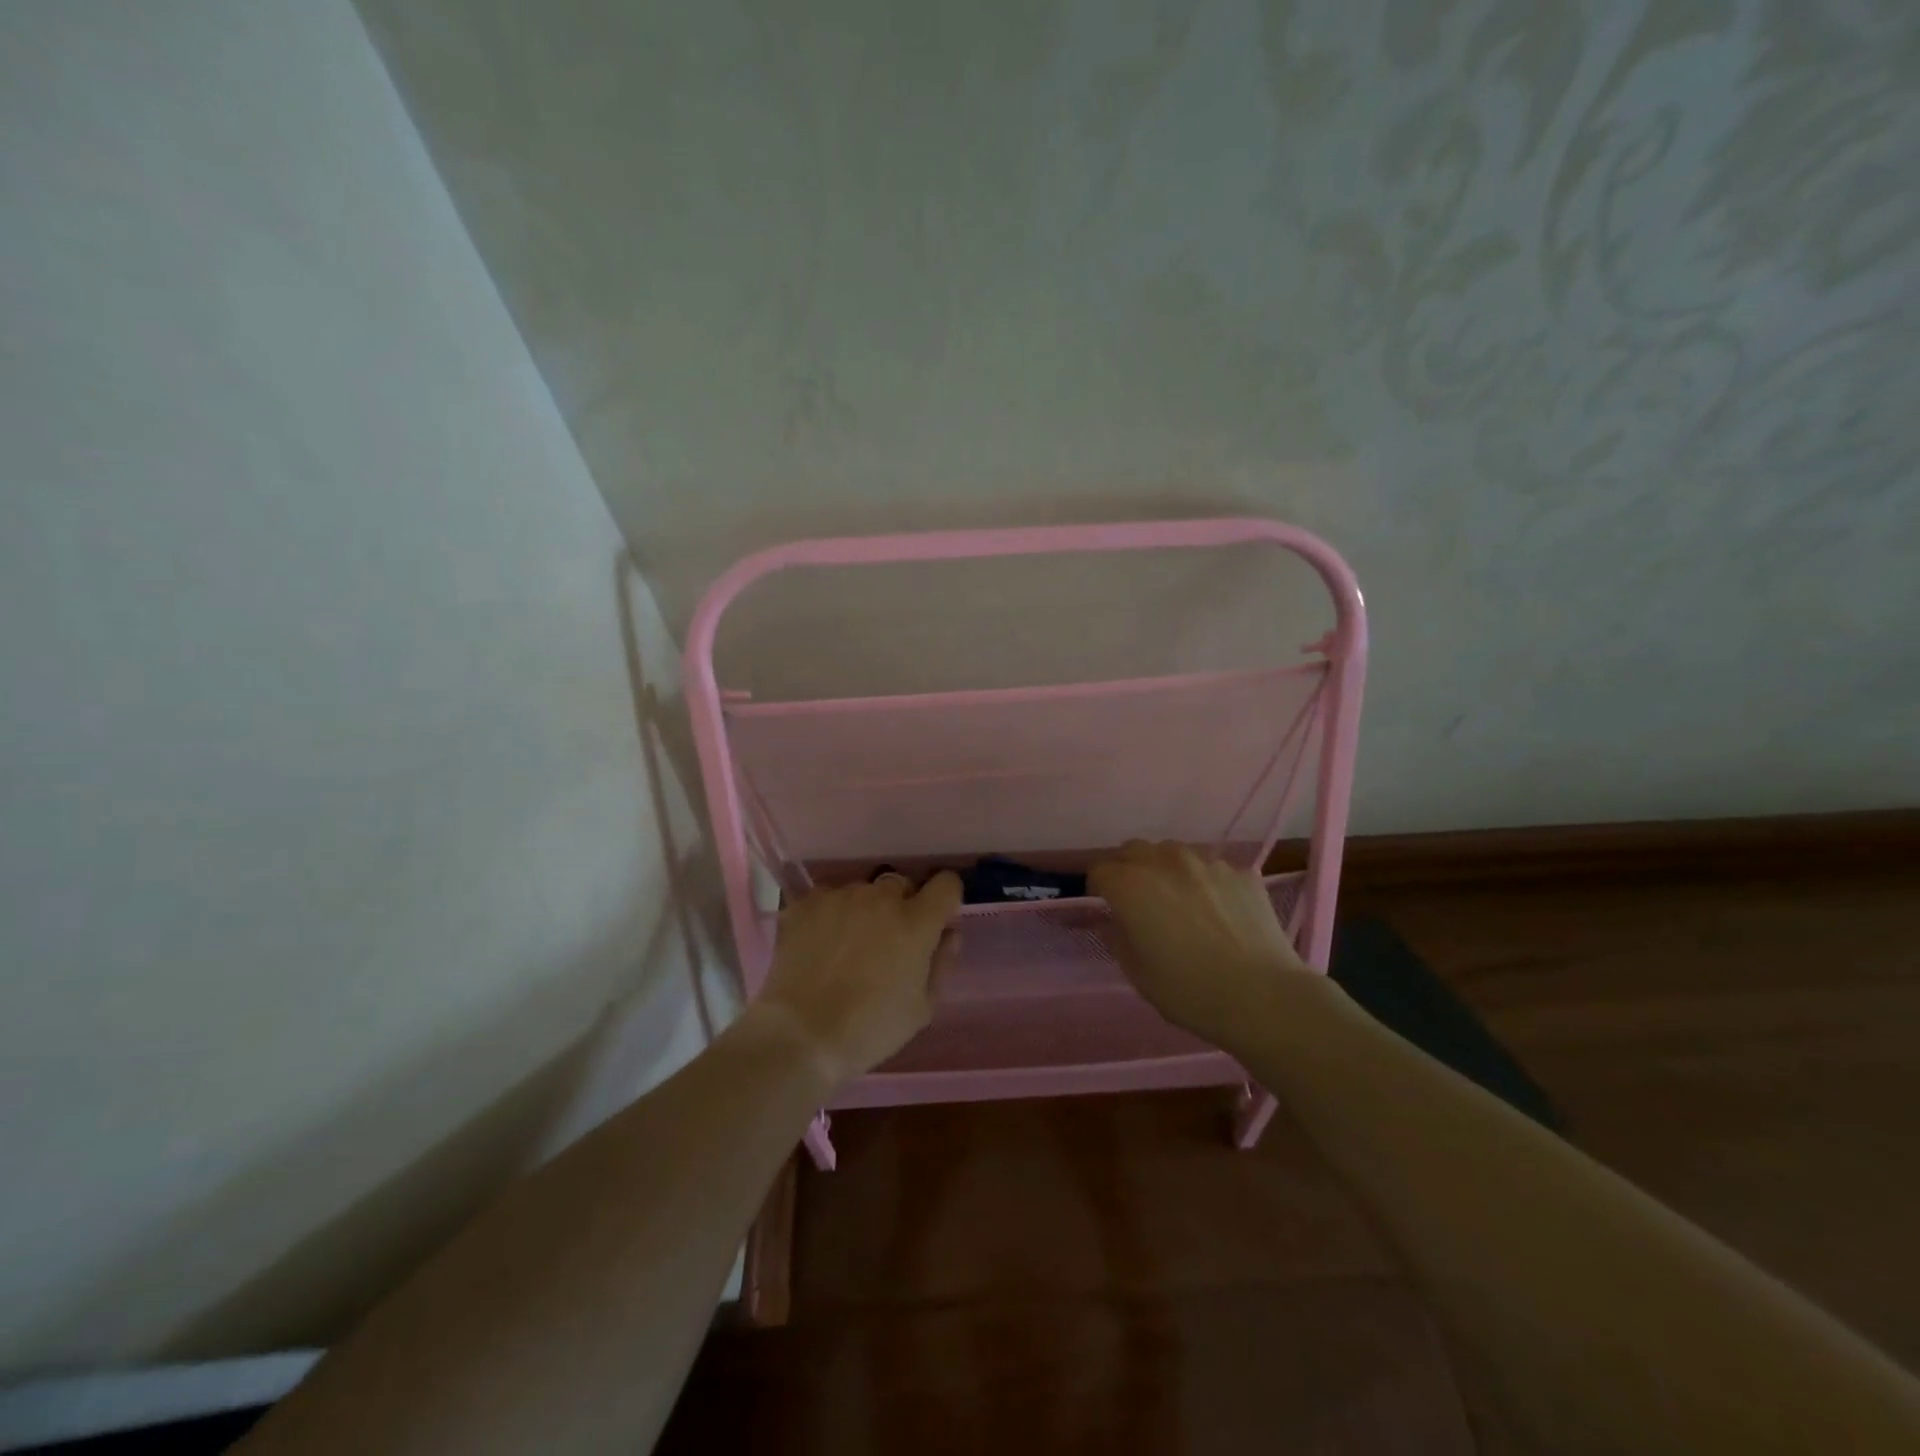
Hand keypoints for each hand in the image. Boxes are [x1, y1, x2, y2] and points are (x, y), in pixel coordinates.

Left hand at [754, 871, 962, 1086]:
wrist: (801, 1035)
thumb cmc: (870, 1028)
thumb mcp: (922, 1008)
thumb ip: (941, 962)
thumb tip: (949, 933)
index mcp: (916, 921)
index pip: (946, 884)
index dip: (944, 899)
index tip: (936, 920)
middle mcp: (881, 897)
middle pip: (901, 884)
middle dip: (900, 906)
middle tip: (887, 941)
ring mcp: (840, 896)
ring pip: (862, 891)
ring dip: (863, 910)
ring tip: (847, 945)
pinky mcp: (806, 902)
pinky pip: (828, 898)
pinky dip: (829, 914)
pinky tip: (819, 943)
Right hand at [1090, 841, 1310, 1042]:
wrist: (1263, 996)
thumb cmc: (1189, 990)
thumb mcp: (1137, 973)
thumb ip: (1115, 937)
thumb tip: (1108, 920)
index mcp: (1130, 885)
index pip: (1099, 870)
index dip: (1098, 890)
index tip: (1108, 910)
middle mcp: (1164, 861)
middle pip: (1133, 850)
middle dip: (1128, 870)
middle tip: (1139, 902)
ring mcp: (1206, 862)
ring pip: (1172, 852)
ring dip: (1165, 869)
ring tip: (1179, 901)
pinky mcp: (1241, 871)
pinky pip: (1211, 867)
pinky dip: (1204, 881)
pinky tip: (1218, 911)